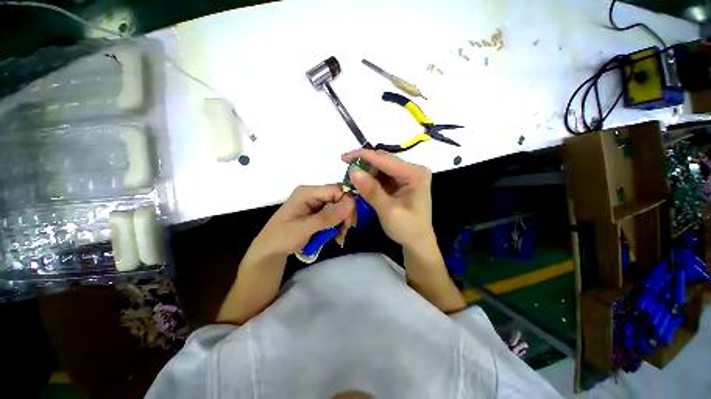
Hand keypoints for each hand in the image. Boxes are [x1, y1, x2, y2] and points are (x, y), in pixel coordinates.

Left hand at [252, 184, 355, 257]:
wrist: (270, 250)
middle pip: (339, 198)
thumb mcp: (303, 228)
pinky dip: (338, 225)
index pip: (336, 189)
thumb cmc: (282, 238)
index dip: (347, 203)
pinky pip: (334, 215)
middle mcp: (313, 194)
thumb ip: (327, 216)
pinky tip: (337, 236)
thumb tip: (350, 203)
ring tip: (340, 237)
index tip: (349, 222)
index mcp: (307, 192)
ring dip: (342, 222)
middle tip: (345, 231)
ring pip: (339, 207)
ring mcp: (315, 203)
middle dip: (345, 215)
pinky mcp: (317, 212)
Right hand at [342, 149, 433, 248]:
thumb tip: (352, 170)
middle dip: (364, 165)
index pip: (385, 159)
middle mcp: (413, 170)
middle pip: (383, 161)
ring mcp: (408, 175)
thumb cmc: (407, 228)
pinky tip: (363, 185)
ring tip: (353, 181)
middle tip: (347, 173)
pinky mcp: (402, 182)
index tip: (343, 158)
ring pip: (382, 167)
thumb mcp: (387, 210)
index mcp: (414, 174)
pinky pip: (383, 176)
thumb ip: (371, 190)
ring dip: (366, 173)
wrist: (418, 242)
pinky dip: (371, 179)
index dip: (362, 156)